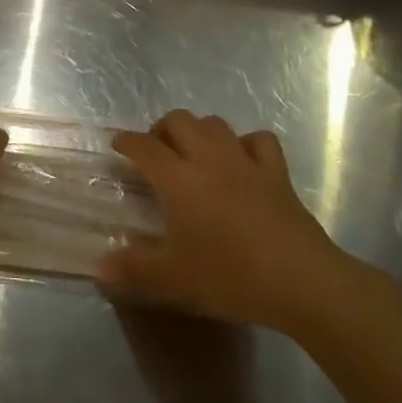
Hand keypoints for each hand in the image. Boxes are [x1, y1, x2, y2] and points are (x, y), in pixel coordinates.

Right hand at [101, 110, 366, 334]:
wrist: (302, 281)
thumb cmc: (231, 276)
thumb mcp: (175, 278)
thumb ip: (134, 268)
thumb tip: (99, 266)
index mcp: (177, 179)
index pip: (143, 146)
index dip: (126, 141)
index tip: (116, 144)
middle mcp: (208, 159)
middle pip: (179, 120)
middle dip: (161, 129)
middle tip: (156, 151)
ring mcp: (245, 162)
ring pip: (215, 124)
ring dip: (199, 131)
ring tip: (193, 152)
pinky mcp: (277, 173)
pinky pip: (259, 140)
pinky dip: (246, 143)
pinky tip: (242, 160)